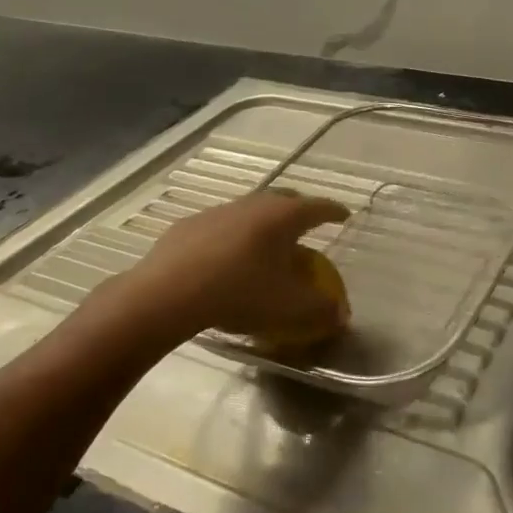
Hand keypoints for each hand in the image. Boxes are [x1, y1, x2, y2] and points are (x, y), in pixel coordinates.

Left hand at [77, 190, 349, 344]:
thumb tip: (340, 313)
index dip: (334, 211)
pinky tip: (226, 259)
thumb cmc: (239, 293)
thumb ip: (321, 309)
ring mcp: (219, 211)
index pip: (319, 207)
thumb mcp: (289, 308)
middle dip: (300, 211)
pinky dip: (232, 237)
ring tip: (266, 246)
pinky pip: (221, 226)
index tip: (344, 215)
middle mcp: (254, 204)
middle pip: (285, 199)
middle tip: (308, 228)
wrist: (168, 293)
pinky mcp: (189, 225)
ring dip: (264, 224)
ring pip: (251, 210)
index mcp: (284, 217)